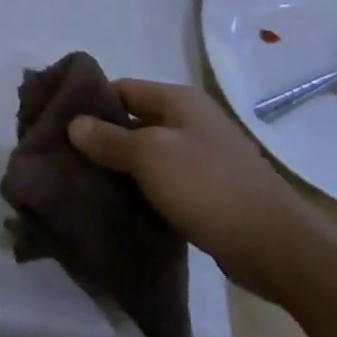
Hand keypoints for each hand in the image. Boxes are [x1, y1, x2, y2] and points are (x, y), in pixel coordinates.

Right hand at [68, 79, 318, 299]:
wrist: (276, 247)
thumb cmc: (209, 187)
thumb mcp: (151, 156)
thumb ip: (110, 139)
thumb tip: (74, 123)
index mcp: (178, 100)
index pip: (121, 89)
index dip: (90, 104)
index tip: (59, 125)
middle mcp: (190, 121)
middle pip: (133, 122)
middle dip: (101, 139)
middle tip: (66, 160)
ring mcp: (201, 157)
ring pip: (146, 155)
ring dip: (120, 169)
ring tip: (83, 185)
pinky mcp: (206, 192)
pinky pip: (163, 182)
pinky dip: (141, 190)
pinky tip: (118, 207)